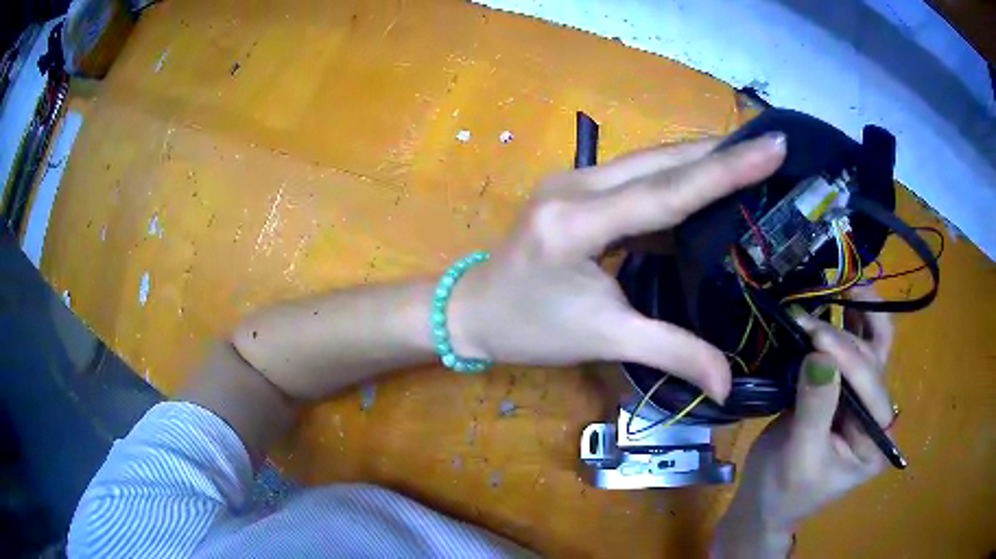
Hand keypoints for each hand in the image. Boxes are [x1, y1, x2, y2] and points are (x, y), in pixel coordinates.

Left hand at [448, 134, 786, 401]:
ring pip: (650, 161)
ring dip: (700, 159)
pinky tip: (706, 181)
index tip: (773, 144)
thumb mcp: (603, 339)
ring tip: (751, 158)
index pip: (670, 191)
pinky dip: (676, 177)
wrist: (471, 311)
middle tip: (773, 146)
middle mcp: (576, 186)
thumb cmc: (529, 328)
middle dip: (721, 153)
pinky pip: (636, 175)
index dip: (728, 169)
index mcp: (579, 221)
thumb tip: (727, 385)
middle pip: (663, 162)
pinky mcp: (575, 187)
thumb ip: (671, 353)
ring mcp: (573, 180)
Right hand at [713, 287, 895, 557]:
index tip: (814, 336)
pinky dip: (844, 326)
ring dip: (857, 317)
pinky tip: (834, 303)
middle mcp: (875, 415)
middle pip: (874, 362)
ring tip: (842, 285)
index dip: (846, 359)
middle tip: (820, 309)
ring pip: (869, 349)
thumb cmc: (783, 491)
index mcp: (874, 440)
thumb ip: (816, 408)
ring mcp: (861, 401)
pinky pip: (850, 352)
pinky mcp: (843, 392)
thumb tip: (820, 354)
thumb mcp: (800, 457)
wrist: (765, 504)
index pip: (870, 389)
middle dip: (848, 335)